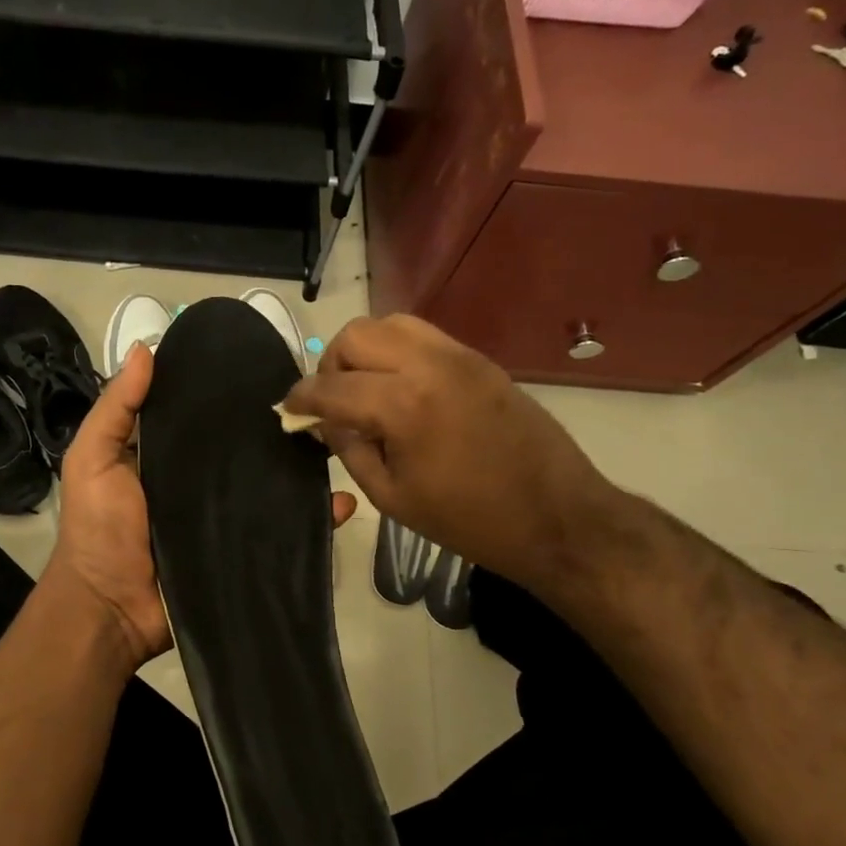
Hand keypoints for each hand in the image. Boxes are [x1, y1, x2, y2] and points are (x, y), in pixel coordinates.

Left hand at [51, 341, 358, 673]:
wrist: (111, 611)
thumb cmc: (98, 529)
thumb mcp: (92, 458)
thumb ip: (116, 408)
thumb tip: (146, 348)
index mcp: (168, 455)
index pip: (205, 417)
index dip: (229, 394)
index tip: (266, 365)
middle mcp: (201, 482)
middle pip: (244, 451)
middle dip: (276, 430)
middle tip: (317, 403)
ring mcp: (227, 518)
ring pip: (271, 487)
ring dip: (303, 470)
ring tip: (337, 446)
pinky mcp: (245, 552)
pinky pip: (284, 532)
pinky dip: (314, 520)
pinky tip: (340, 503)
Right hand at [282, 315, 608, 580]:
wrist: (557, 516)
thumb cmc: (469, 521)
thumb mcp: (392, 497)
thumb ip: (349, 449)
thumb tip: (322, 421)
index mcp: (403, 406)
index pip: (330, 387)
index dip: (300, 399)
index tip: (288, 411)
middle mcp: (428, 365)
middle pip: (355, 336)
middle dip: (331, 365)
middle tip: (332, 402)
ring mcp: (458, 356)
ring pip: (390, 324)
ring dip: (364, 350)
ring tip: (365, 388)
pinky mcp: (479, 359)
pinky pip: (423, 336)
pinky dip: (397, 350)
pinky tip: (400, 387)